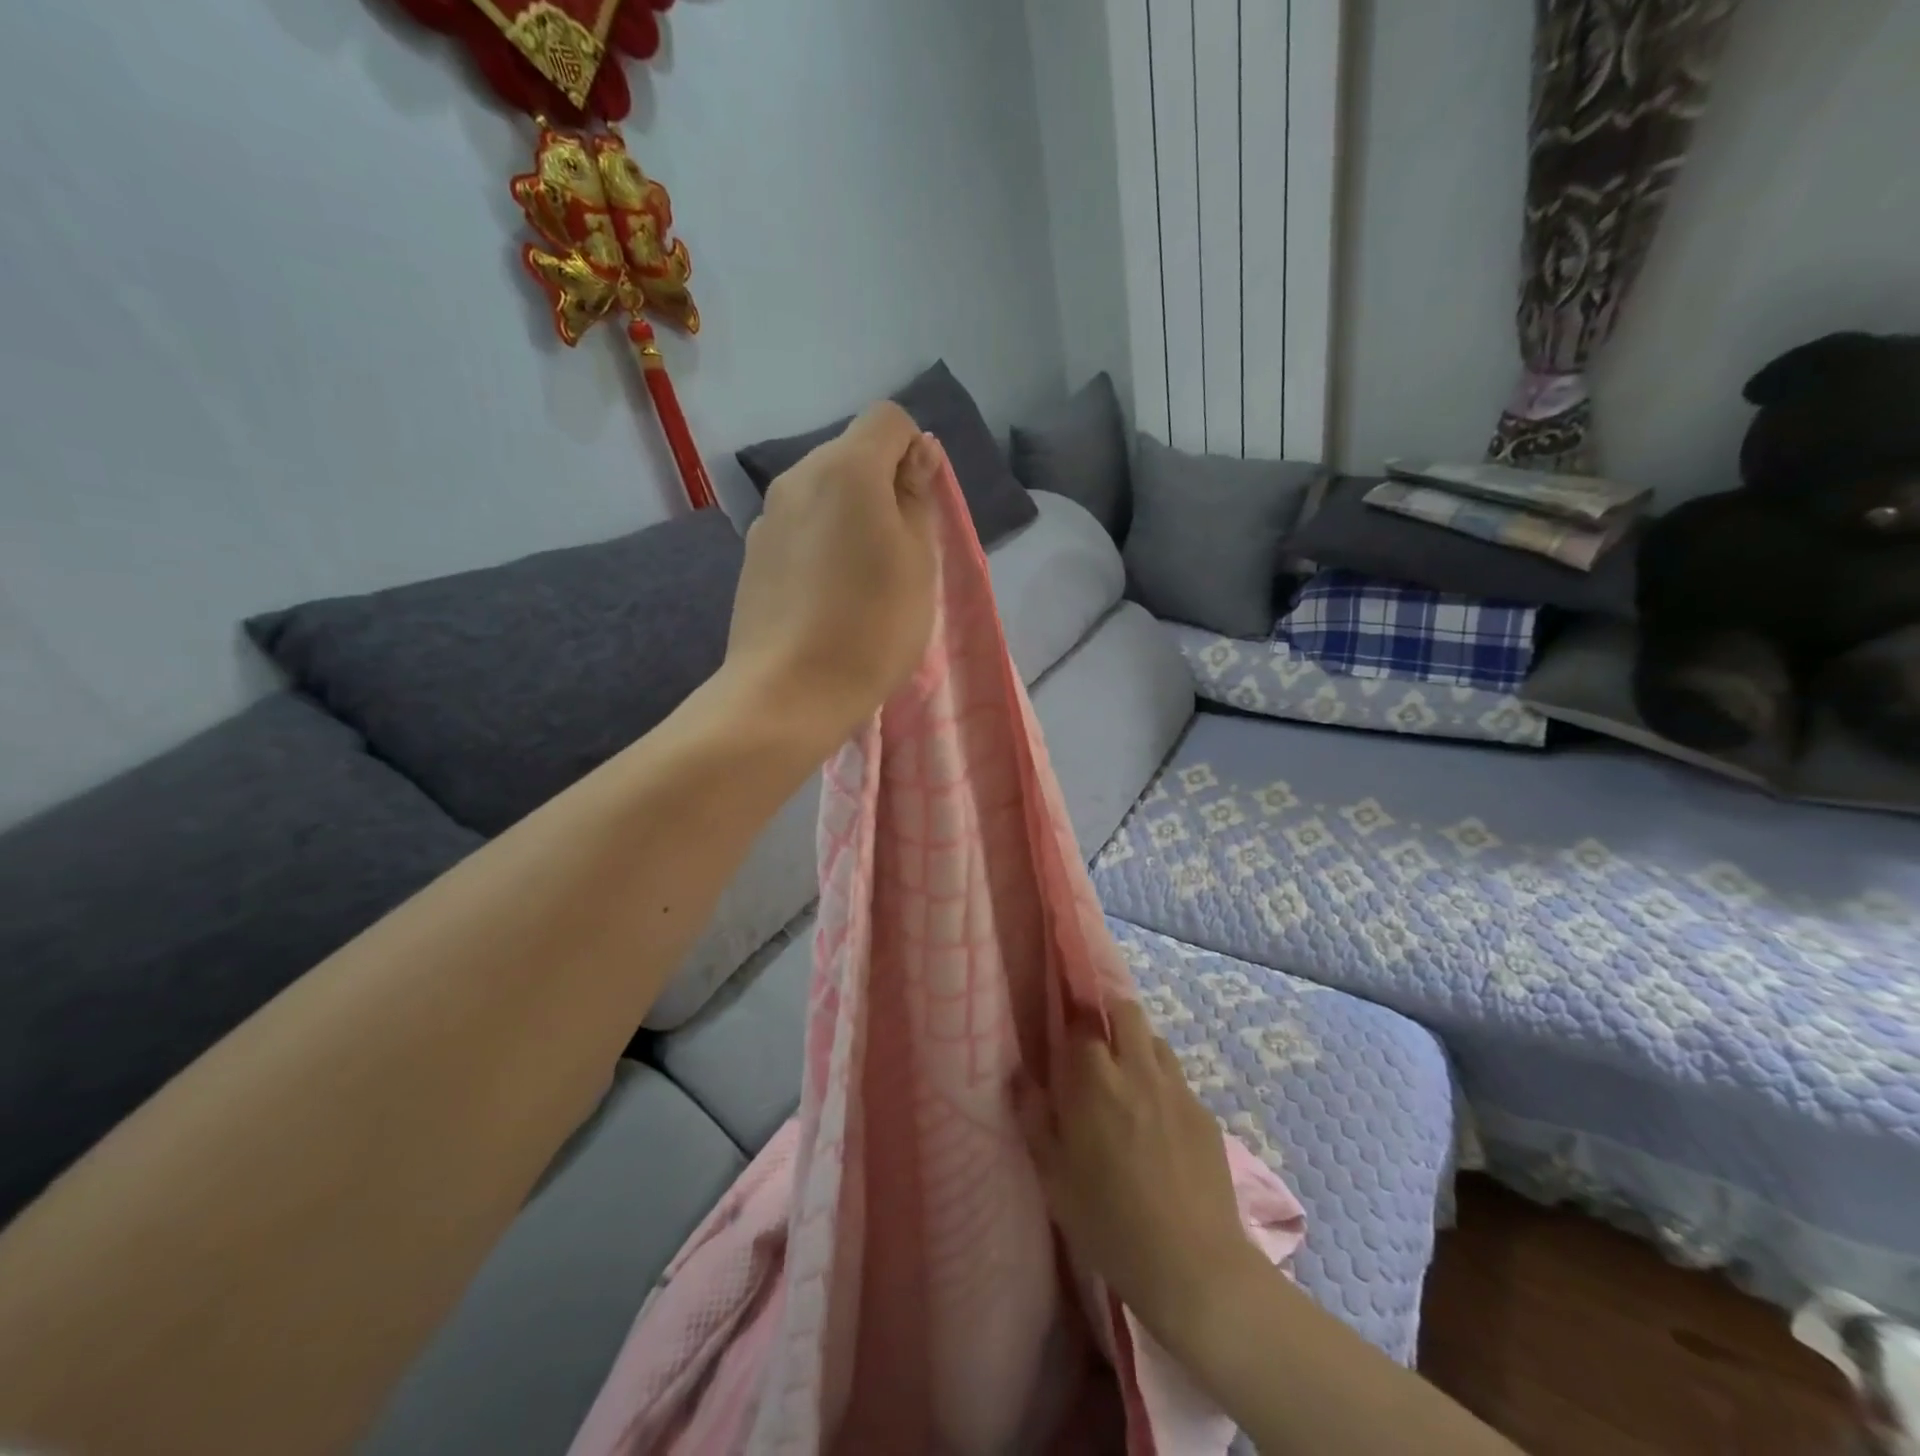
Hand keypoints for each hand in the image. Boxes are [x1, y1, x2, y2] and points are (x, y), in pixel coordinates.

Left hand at [721, 401, 939, 752]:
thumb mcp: (919, 562)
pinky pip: (799, 528)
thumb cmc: (872, 626)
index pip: (888, 419)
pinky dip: (819, 543)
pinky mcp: (752, 554)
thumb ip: (917, 498)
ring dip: (849, 518)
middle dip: (881, 487)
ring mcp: (768, 516)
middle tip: (896, 554)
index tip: (919, 507)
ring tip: (859, 582)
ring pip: (823, 494)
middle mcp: (798, 477)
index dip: (915, 452)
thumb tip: (917, 454)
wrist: (788, 692)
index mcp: (846, 469)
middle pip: (851, 455)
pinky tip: (824, 598)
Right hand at [1014, 1001, 1259, 1346]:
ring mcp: (1177, 1090)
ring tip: (1129, 1081)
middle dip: (1110, 1015)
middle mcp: (1138, 1071)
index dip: (1072, 1027)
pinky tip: (1159, 1123)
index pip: (1082, 1025)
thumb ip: (1034, 1119)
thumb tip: (1018, 1077)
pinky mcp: (1204, 1114)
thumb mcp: (1055, 1179)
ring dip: (1139, 1047)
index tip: (1065, 1041)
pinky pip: (1179, 1081)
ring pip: (1156, 1041)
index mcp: (1096, 1082)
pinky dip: (1163, 1086)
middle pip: (1126, 1012)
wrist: (1192, 1266)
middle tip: (1098, 1044)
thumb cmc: (1109, 1224)